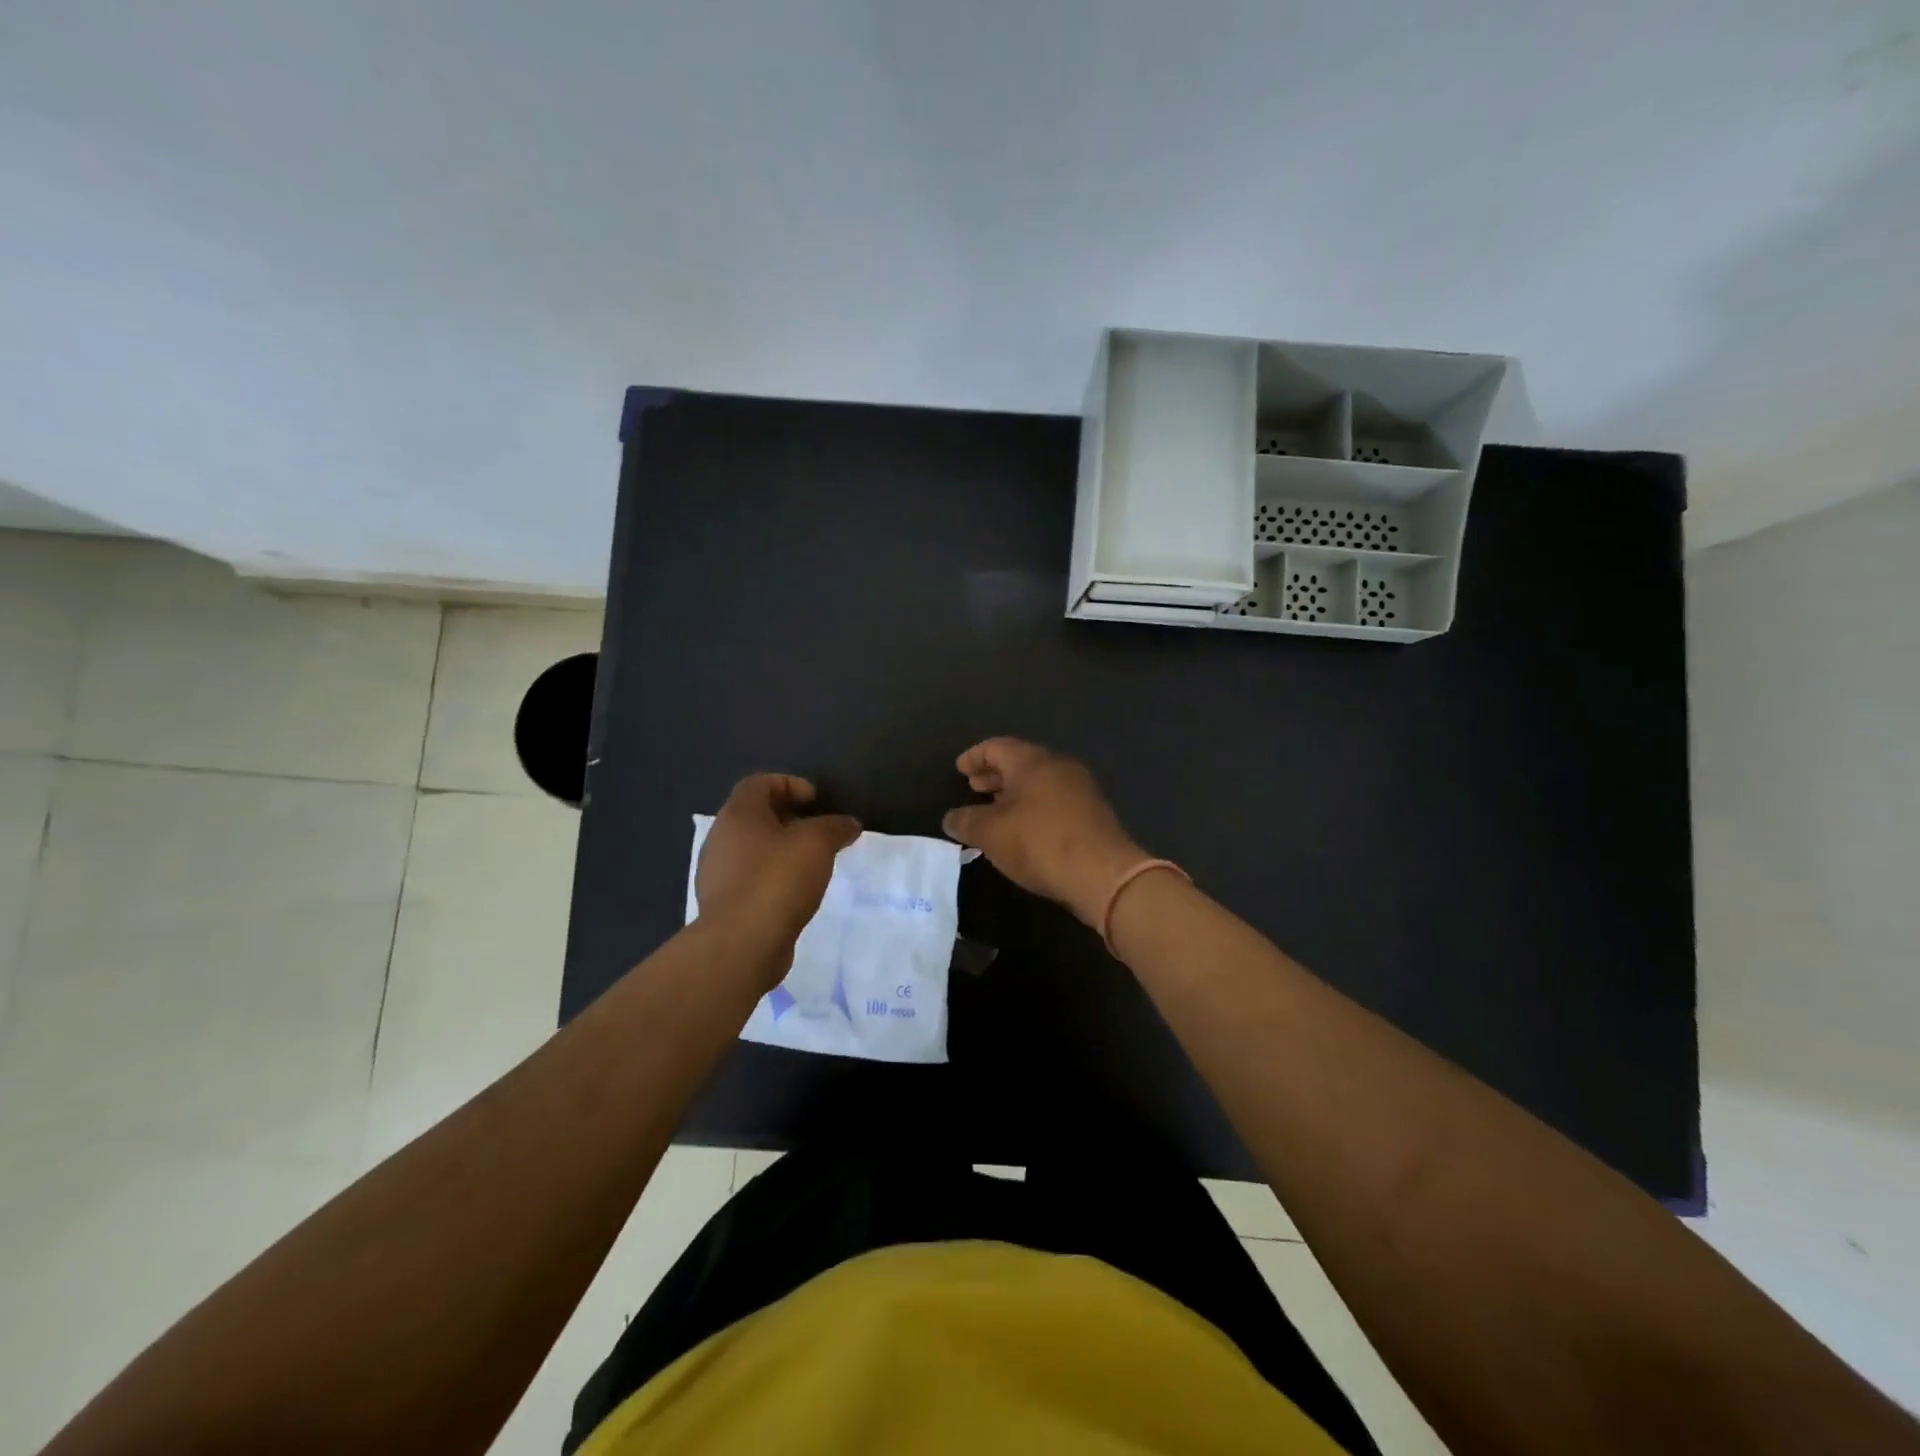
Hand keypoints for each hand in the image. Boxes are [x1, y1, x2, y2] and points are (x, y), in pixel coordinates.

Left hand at [696, 775, 861, 964]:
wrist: (741, 945)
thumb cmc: (777, 880)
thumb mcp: (817, 844)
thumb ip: (835, 827)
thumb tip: (849, 824)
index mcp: (738, 815)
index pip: (759, 783)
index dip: (790, 785)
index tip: (816, 802)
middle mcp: (720, 839)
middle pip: (755, 816)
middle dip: (788, 819)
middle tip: (817, 832)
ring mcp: (717, 874)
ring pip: (752, 850)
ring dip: (781, 851)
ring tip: (811, 865)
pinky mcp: (723, 905)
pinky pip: (750, 880)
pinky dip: (772, 878)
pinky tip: (795, 894)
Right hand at [941, 737, 1146, 927]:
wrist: (1104, 874)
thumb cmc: (1040, 843)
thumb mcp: (991, 834)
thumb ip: (966, 821)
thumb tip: (951, 818)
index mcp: (1033, 762)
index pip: (997, 747)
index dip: (974, 757)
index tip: (959, 769)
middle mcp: (1059, 767)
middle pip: (1020, 762)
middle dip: (994, 775)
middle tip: (973, 787)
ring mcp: (1080, 789)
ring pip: (1038, 783)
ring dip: (1013, 793)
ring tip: (994, 810)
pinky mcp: (1092, 814)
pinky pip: (1053, 800)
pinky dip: (1032, 807)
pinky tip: (1023, 829)